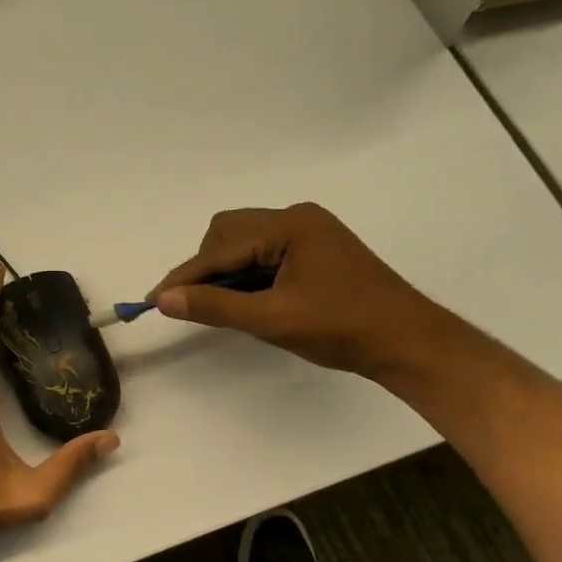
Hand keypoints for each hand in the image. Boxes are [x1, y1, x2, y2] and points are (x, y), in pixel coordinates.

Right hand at [151, 203, 442, 375]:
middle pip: (228, 233)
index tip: (153, 300)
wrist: (407, 343)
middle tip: (192, 304)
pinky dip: (246, 275)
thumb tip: (165, 299)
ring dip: (224, 272)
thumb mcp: (271, 319)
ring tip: (219, 305)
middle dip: (204, 268)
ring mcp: (308, 233)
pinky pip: (264, 254)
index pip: (221, 248)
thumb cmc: (342, 328)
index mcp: (290, 226)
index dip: (185, 276)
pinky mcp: (314, 252)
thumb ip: (215, 306)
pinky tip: (245, 300)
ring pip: (244, 243)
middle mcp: (297, 219)